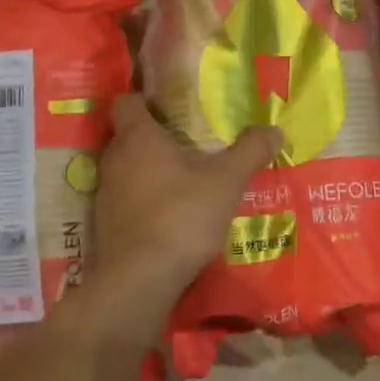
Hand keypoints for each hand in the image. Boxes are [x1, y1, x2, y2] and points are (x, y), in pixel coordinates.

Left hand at [88, 94, 282, 317]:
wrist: (139, 280)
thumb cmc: (181, 216)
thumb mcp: (226, 181)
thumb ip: (250, 151)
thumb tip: (274, 129)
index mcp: (137, 137)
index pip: (126, 102)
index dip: (145, 100)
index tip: (170, 107)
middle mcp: (114, 160)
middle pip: (128, 136)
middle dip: (154, 137)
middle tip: (188, 142)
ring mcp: (106, 194)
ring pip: (126, 170)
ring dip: (149, 171)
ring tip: (184, 180)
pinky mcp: (105, 226)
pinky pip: (125, 200)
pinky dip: (144, 201)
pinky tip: (172, 215)